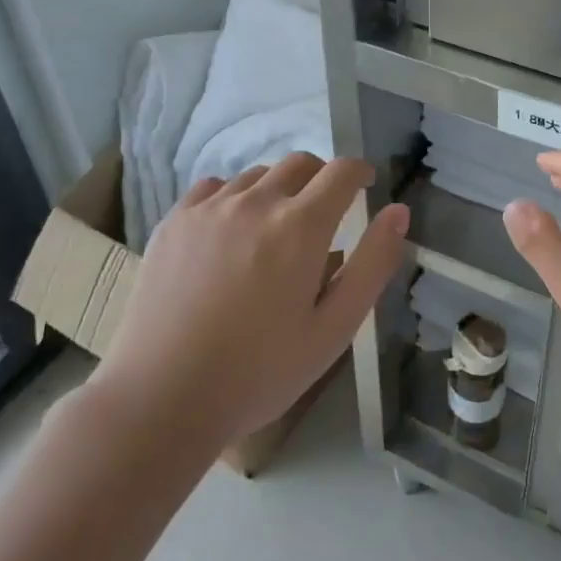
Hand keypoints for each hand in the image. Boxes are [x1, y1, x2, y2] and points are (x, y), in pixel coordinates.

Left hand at [87, 153, 408, 449]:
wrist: (161, 398)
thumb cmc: (260, 372)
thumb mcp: (333, 329)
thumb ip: (372, 265)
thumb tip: (398, 212)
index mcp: (301, 227)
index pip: (341, 172)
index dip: (360, 172)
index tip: (365, 186)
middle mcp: (256, 202)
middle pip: (300, 163)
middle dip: (322, 178)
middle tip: (324, 214)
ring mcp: (209, 208)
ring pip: (257, 175)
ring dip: (278, 189)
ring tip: (274, 231)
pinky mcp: (174, 221)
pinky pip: (214, 187)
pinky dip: (234, 198)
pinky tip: (229, 233)